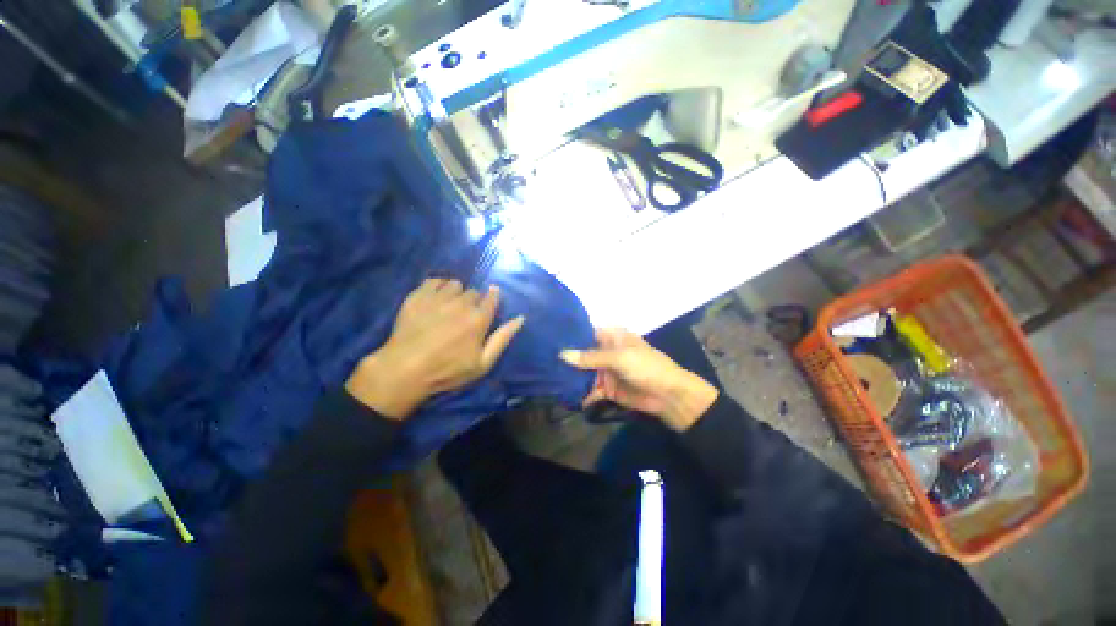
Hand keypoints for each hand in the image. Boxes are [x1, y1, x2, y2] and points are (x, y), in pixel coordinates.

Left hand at [345, 279, 524, 418]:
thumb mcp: (483, 363)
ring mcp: (438, 297)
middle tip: (464, 316)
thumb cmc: (447, 370)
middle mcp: (461, 303)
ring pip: (455, 284)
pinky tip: (434, 300)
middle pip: (474, 292)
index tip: (489, 302)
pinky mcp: (418, 295)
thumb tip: (520, 318)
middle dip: (473, 301)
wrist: (404, 369)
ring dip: (455, 293)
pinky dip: (437, 286)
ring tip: (448, 307)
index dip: (492, 298)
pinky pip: (434, 280)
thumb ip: (503, 338)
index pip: (492, 297)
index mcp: (479, 318)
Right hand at [560, 328, 717, 431]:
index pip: (586, 333)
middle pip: (582, 354)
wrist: (669, 396)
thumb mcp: (619, 358)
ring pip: (584, 373)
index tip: (549, 338)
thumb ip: (590, 357)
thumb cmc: (647, 367)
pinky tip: (566, 397)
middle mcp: (606, 351)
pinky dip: (581, 395)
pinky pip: (590, 390)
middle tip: (543, 361)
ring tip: (549, 380)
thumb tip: (562, 354)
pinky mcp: (607, 388)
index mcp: (612, 337)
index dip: (570, 336)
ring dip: (571, 378)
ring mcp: (606, 370)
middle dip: (567, 359)